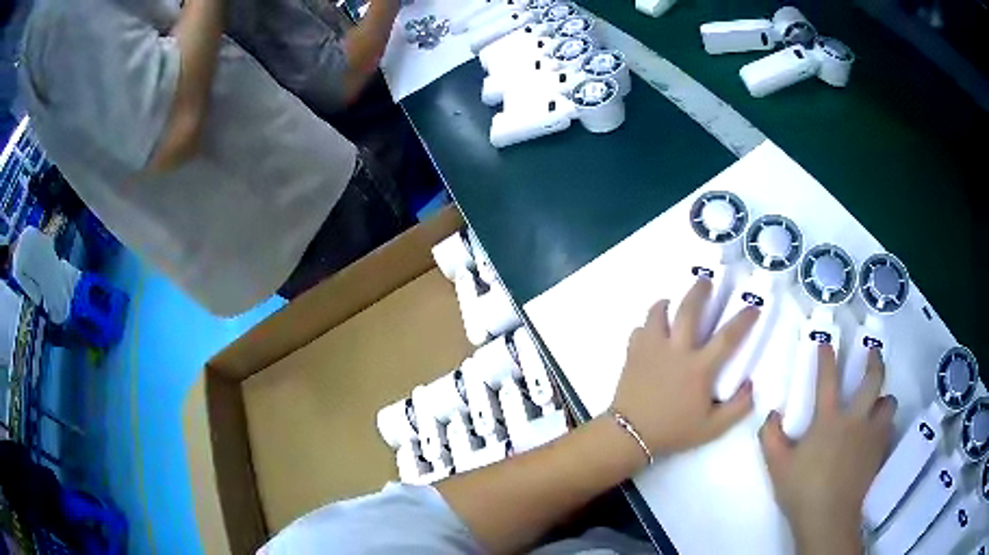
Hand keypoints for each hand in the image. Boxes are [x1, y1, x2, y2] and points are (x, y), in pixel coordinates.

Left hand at [611, 279, 759, 455]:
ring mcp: (652, 349)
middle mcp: (677, 350)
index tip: (753, 307)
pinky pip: (639, 329)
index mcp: (699, 368)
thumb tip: (751, 385)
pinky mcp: (633, 353)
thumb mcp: (712, 428)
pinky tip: (652, 330)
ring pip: (658, 313)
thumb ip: (737, 408)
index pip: (728, 336)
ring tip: (671, 301)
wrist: (629, 435)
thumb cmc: (673, 431)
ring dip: (667, 303)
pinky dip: (647, 325)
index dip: (744, 319)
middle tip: (706, 280)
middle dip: (700, 291)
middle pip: (689, 309)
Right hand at [760, 346, 895, 553]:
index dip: (826, 357)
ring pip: (888, 402)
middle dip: (874, 361)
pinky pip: (889, 427)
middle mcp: (855, 419)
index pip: (827, 379)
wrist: (828, 517)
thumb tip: (771, 414)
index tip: (826, 342)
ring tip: (878, 402)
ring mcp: (871, 434)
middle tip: (873, 352)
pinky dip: (885, 424)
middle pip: (872, 380)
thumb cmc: (802, 490)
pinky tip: (878, 432)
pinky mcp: (879, 450)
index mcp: (829, 420)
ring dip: (884, 398)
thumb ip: (770, 437)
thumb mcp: (777, 466)